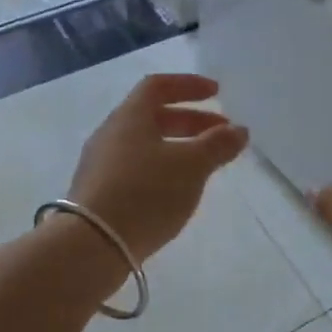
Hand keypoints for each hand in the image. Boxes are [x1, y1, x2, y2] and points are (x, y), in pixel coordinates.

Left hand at [68, 74, 248, 260]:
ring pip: (144, 144)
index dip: (188, 85)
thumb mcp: (191, 166)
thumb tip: (238, 130)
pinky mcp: (98, 192)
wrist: (92, 245)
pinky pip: (135, 168)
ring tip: (204, 165)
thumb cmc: (146, 193)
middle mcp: (111, 133)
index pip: (158, 85)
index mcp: (130, 117)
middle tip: (221, 134)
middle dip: (191, 121)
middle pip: (152, 116)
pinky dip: (162, 168)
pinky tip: (177, 191)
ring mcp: (101, 164)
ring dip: (178, 146)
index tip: (216, 92)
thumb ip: (217, 145)